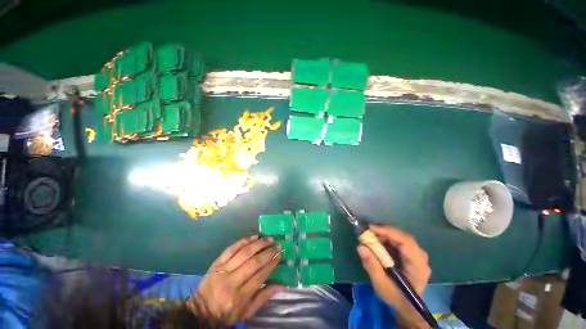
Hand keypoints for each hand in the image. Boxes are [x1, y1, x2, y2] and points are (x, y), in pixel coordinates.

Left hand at [187, 235, 283, 324]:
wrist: (200, 312)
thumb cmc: (226, 314)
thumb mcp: (246, 312)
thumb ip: (264, 297)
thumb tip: (282, 284)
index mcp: (239, 297)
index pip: (260, 276)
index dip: (271, 264)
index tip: (279, 255)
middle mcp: (231, 282)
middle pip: (253, 262)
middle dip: (268, 252)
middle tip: (278, 245)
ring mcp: (222, 270)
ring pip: (244, 253)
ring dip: (259, 243)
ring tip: (269, 238)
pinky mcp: (216, 263)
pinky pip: (231, 248)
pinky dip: (243, 241)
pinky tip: (253, 237)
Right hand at [357, 225, 430, 328]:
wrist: (407, 308)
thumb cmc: (396, 297)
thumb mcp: (381, 285)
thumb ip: (371, 266)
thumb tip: (360, 246)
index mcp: (417, 265)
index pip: (405, 241)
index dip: (388, 231)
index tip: (371, 228)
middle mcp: (420, 257)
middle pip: (403, 236)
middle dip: (384, 231)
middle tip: (368, 230)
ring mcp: (417, 255)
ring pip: (401, 237)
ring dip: (385, 234)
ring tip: (370, 235)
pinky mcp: (411, 255)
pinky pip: (399, 241)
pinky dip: (387, 238)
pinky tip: (377, 241)